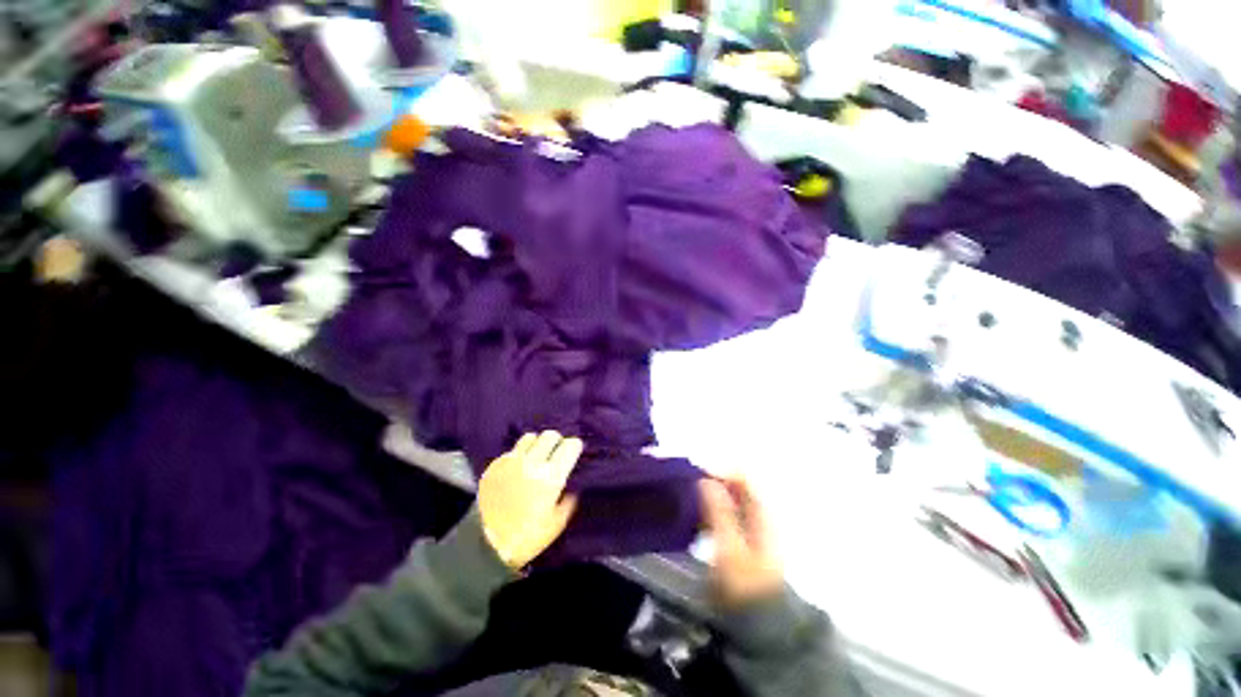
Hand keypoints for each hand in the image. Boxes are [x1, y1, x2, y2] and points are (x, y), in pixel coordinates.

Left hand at [478, 431, 582, 569]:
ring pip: (530, 437)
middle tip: (556, 451)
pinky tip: (517, 468)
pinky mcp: (494, 466)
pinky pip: (511, 450)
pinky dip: (518, 455)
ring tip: (536, 455)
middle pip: (550, 435)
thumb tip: (571, 487)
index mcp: (552, 476)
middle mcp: (532, 462)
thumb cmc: (527, 537)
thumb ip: (568, 500)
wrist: (486, 545)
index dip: (574, 446)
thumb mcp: (557, 523)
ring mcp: (511, 462)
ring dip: (537, 444)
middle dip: (557, 441)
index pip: (570, 446)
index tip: (574, 451)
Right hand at [700, 476, 784, 606]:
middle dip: (711, 480)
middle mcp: (759, 512)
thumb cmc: (746, 585)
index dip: (719, 470)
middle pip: (735, 483)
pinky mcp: (742, 535)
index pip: (742, 475)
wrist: (761, 623)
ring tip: (687, 499)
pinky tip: (696, 517)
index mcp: (762, 512)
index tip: (694, 473)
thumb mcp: (730, 549)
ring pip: (728, 496)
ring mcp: (752, 524)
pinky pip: (725, 510)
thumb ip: (719, 512)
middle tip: (687, 485)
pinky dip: (710, 508)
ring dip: (708, 494)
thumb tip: (705, 480)